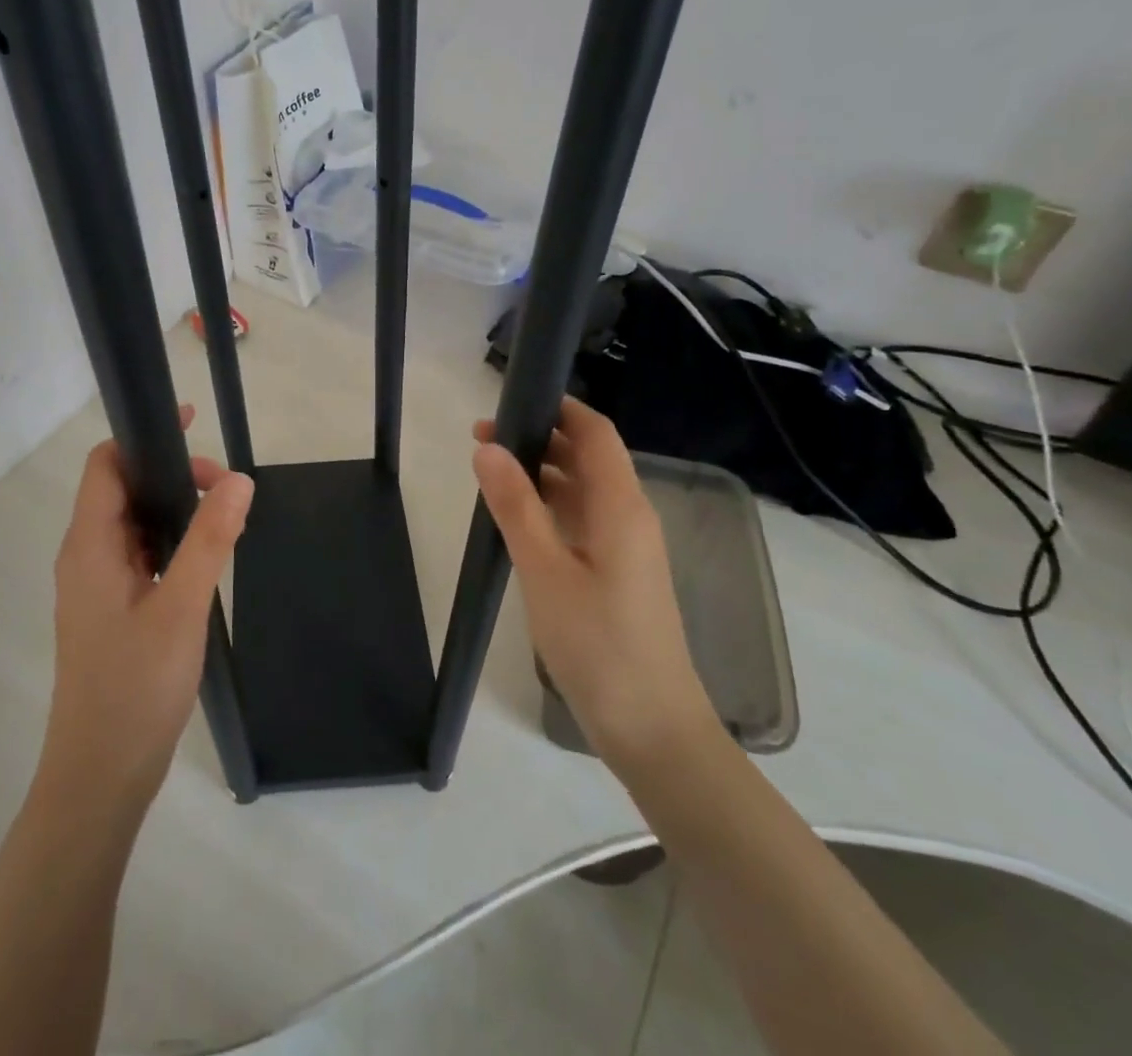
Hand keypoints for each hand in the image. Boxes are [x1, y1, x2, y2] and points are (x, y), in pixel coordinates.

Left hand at [39, 405, 253, 811]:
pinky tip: (205, 559)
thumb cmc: (135, 686)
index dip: (145, 437)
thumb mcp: (182, 607)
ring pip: (134, 524)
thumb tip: (239, 479)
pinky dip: (171, 542)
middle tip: (225, 489)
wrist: (101, 775)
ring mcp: (97, 585)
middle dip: (172, 475)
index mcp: (89, 545)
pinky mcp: (112, 609)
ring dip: (174, 510)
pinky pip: (140, 556)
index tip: (193, 427)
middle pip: (122, 489)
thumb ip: (210, 539)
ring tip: (223, 519)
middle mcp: (85, 556)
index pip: (105, 465)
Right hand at [473, 397, 720, 782]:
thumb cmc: (598, 644)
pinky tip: (517, 518)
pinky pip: (583, 521)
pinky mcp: (617, 573)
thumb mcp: (545, 571)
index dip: (558, 408)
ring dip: (541, 474)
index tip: (508, 402)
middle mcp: (630, 516)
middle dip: (538, 439)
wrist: (652, 729)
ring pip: (583, 490)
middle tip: (480, 440)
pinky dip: (550, 507)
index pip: (595, 432)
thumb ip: (516, 505)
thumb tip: (488, 447)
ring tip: (489, 472)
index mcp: (621, 506)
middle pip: (588, 457)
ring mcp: (626, 547)